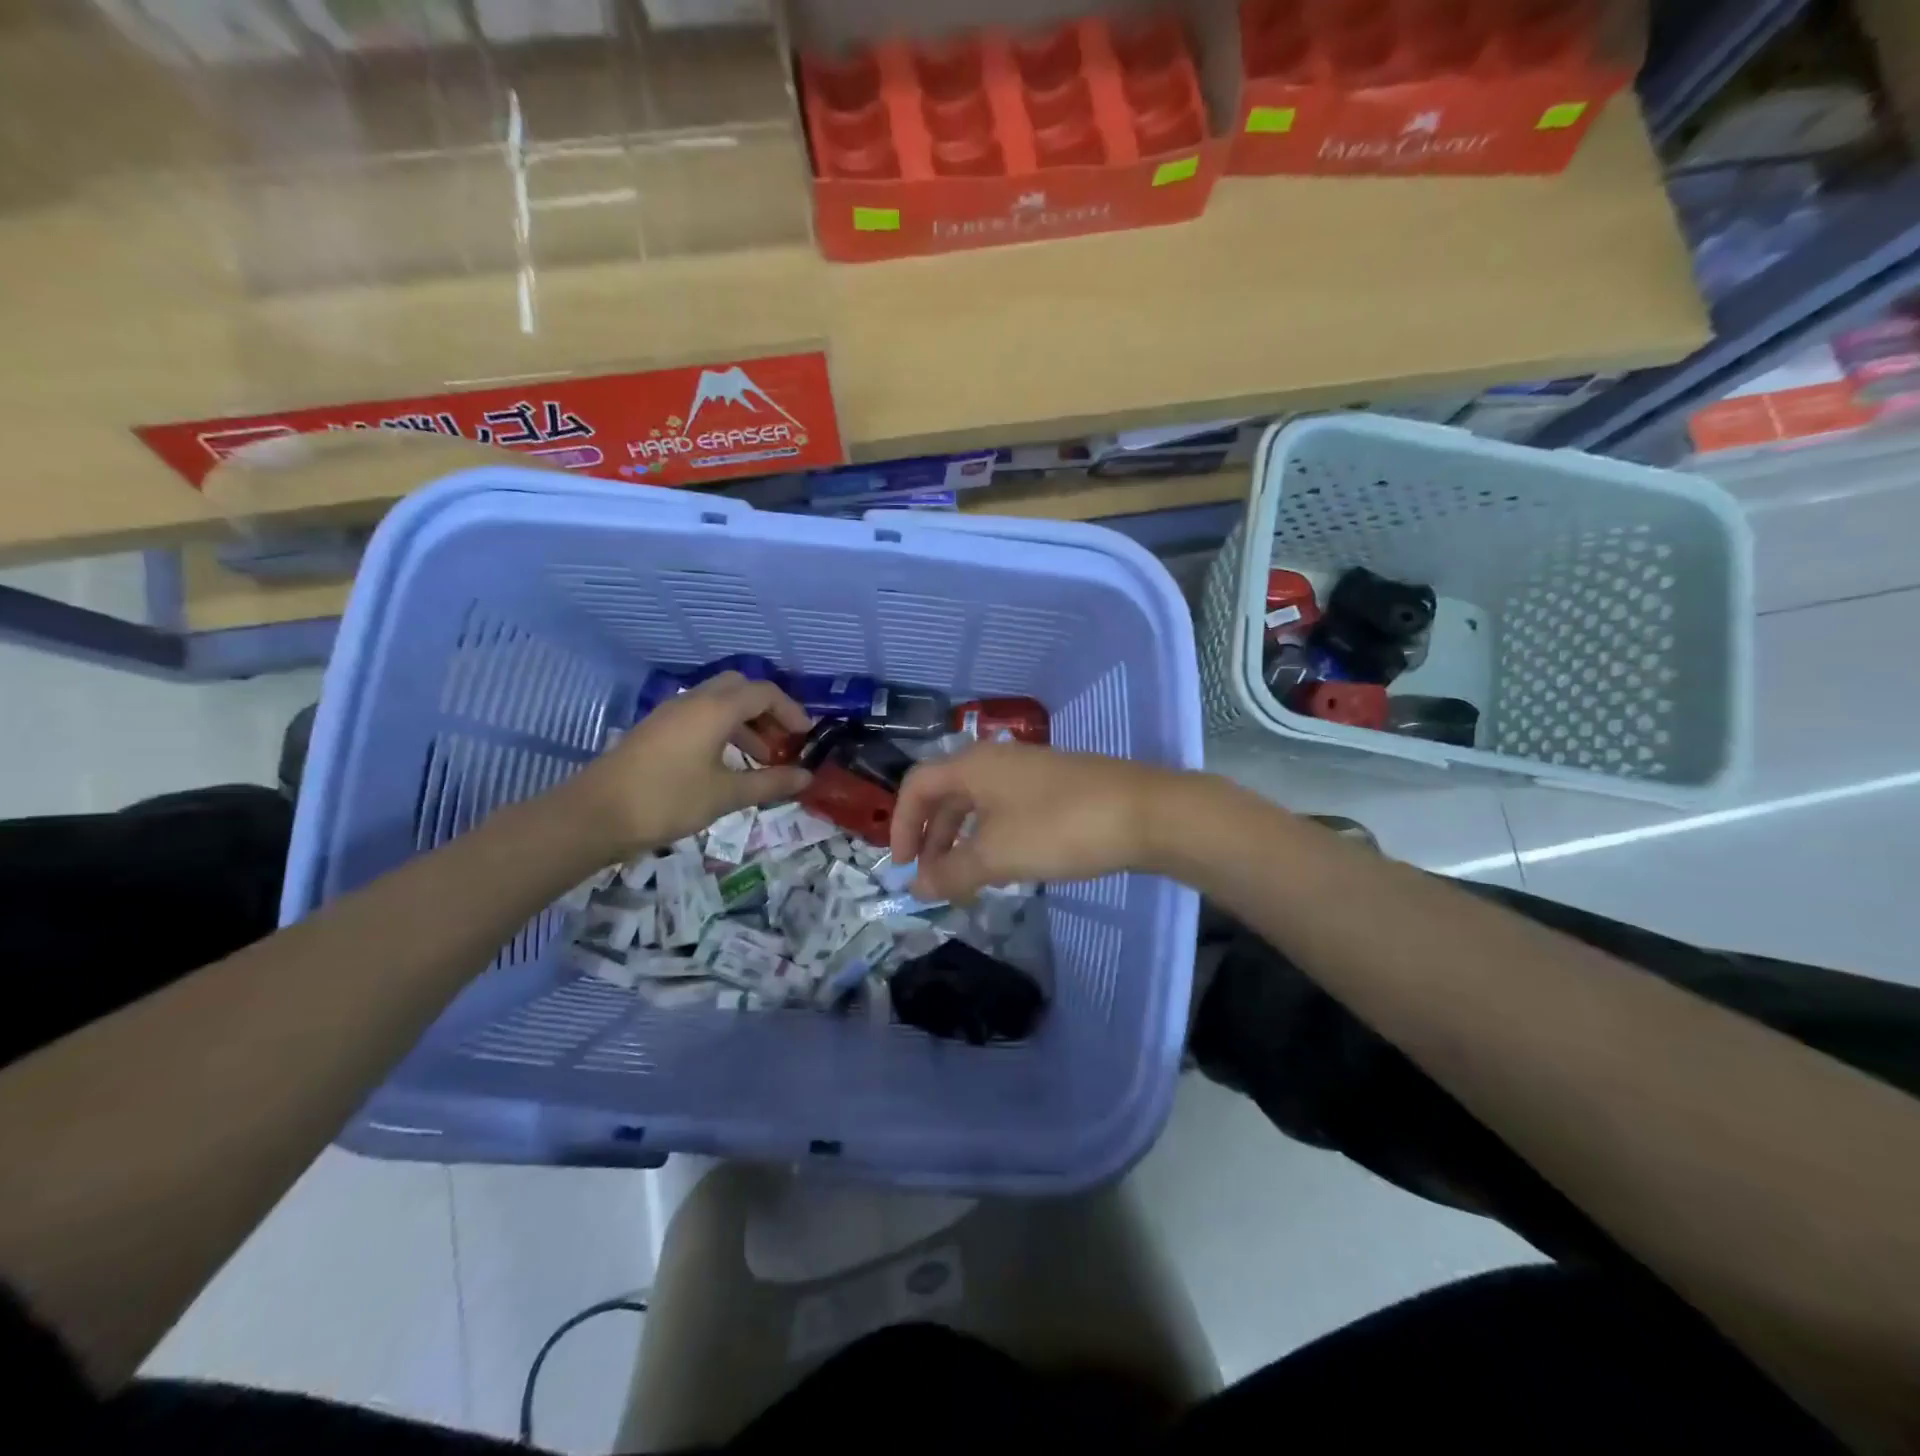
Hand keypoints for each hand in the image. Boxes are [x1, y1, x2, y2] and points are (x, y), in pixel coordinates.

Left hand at [568, 672, 811, 856]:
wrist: (595, 814)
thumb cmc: (668, 800)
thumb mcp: (726, 795)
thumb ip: (770, 783)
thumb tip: (807, 776)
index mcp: (715, 709)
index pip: (764, 693)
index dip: (791, 710)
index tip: (806, 735)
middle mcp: (694, 701)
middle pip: (740, 688)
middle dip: (767, 709)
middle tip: (783, 739)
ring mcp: (671, 713)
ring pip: (718, 702)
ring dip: (745, 721)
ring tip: (761, 757)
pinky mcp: (657, 730)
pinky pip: (700, 716)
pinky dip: (723, 729)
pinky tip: (726, 763)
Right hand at [889, 743, 1177, 901]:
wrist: (1144, 812)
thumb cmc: (1058, 827)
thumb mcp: (996, 854)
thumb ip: (952, 872)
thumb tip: (918, 889)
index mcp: (973, 765)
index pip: (917, 785)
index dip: (900, 825)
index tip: (903, 866)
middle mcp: (996, 760)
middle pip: (947, 795)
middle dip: (932, 838)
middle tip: (933, 880)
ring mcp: (1030, 771)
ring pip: (979, 805)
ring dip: (963, 842)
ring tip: (966, 881)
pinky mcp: (1057, 787)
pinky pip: (1008, 810)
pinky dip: (993, 838)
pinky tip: (1006, 865)